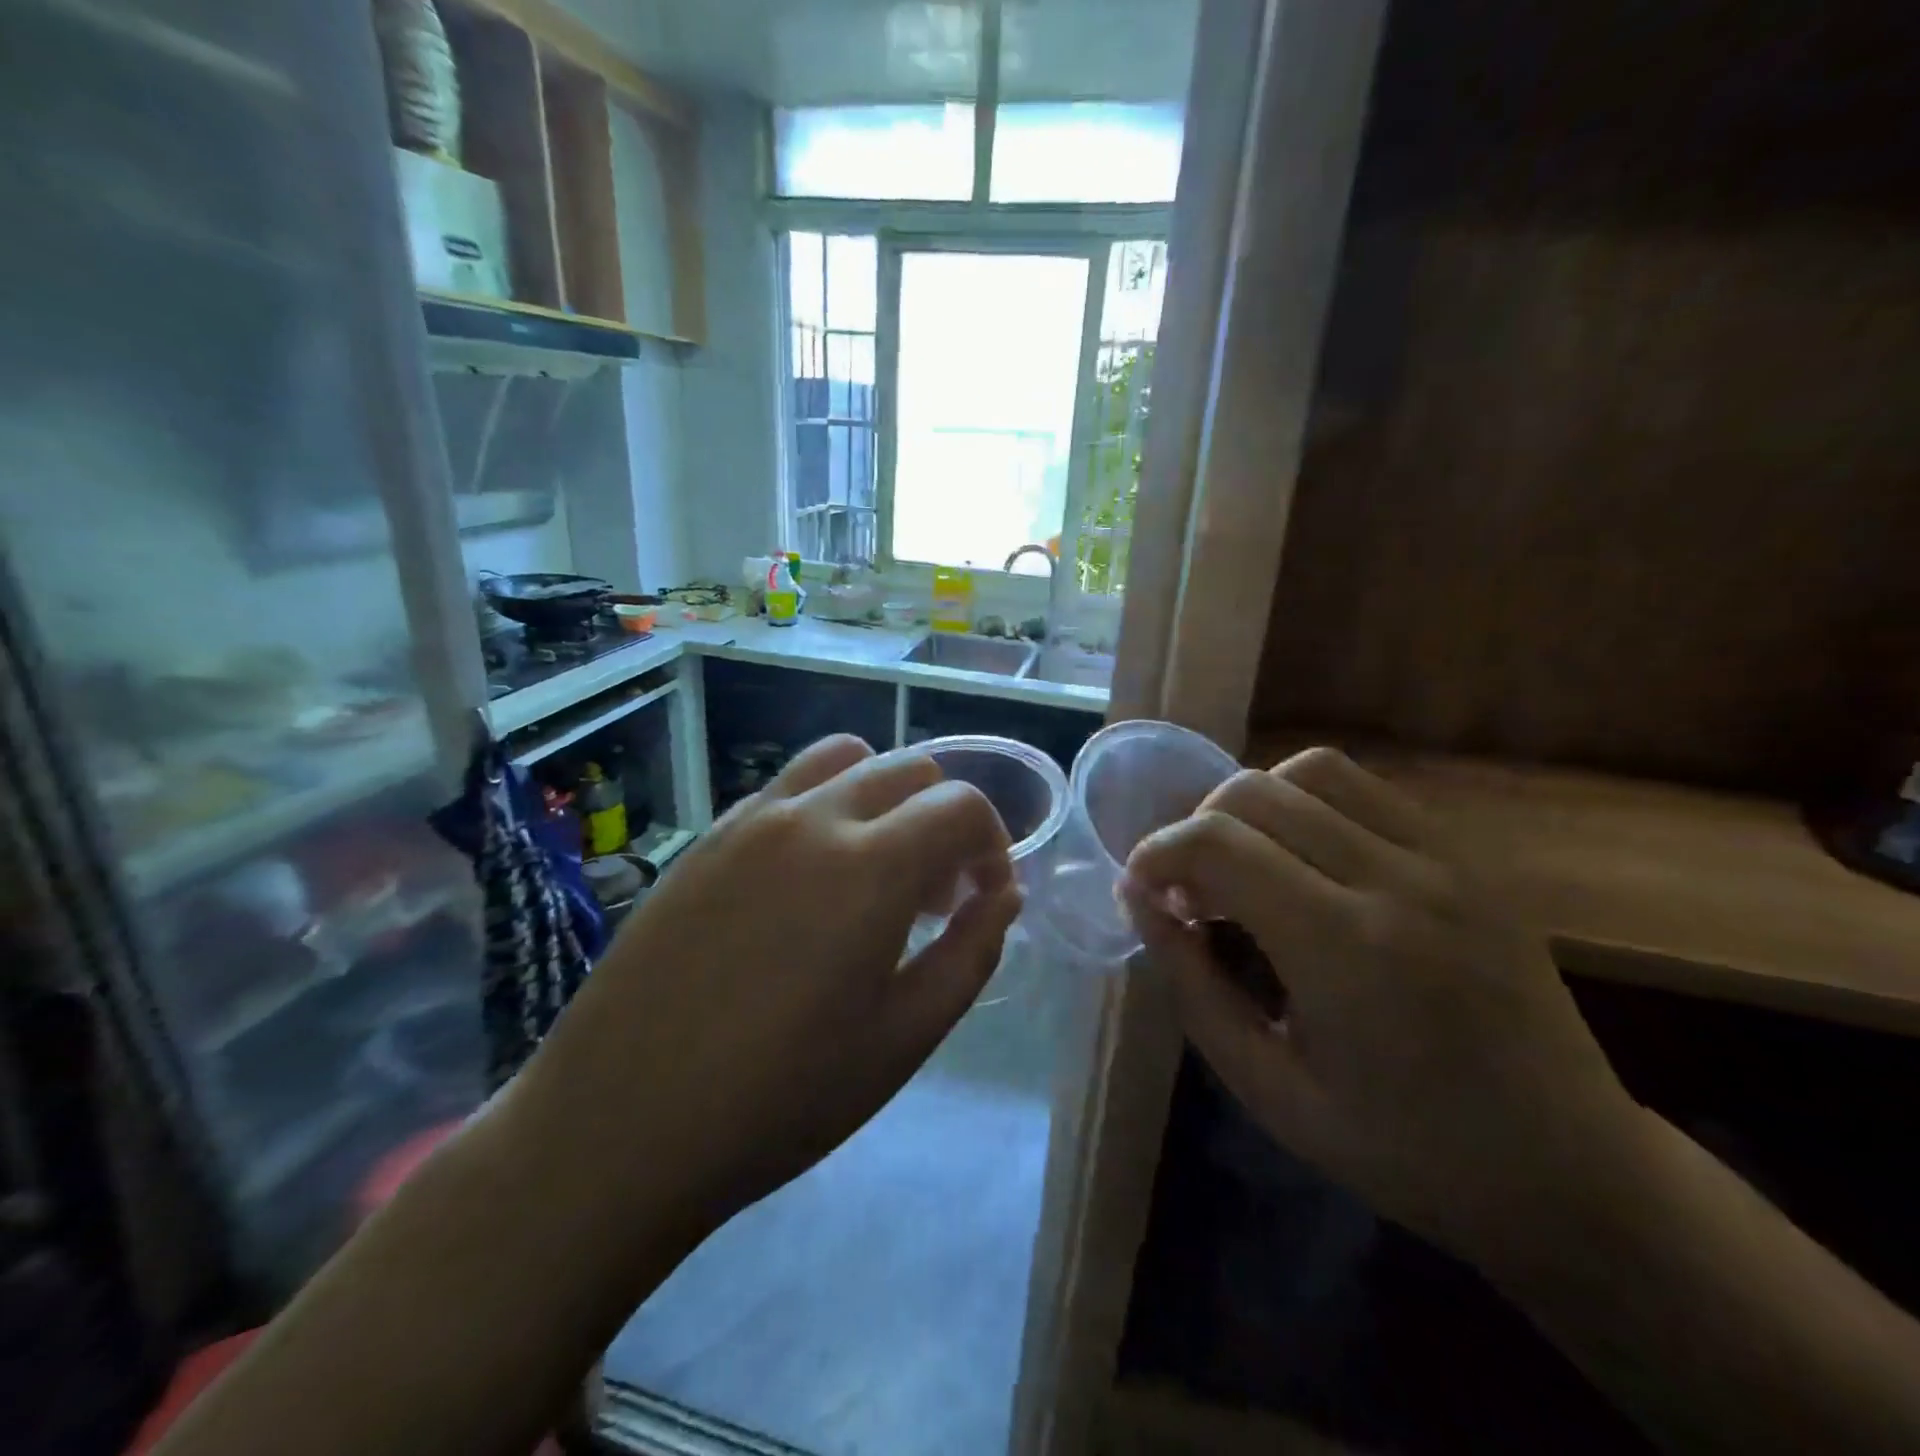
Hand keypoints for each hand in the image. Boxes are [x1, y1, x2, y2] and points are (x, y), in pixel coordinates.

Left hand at [516, 734, 1020, 1230]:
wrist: (618, 1126)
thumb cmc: (780, 1097)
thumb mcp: (905, 1039)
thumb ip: (971, 953)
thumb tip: (1002, 895)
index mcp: (869, 864)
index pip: (961, 805)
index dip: (992, 844)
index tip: (985, 899)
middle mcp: (811, 816)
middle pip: (909, 768)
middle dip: (943, 819)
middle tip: (936, 896)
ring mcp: (750, 819)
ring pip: (844, 759)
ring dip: (883, 797)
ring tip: (874, 870)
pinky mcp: (706, 836)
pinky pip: (786, 789)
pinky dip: (824, 807)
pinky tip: (805, 882)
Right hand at [1122, 747, 1646, 1263]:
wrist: (1567, 1170)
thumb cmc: (1403, 1148)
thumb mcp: (1267, 1088)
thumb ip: (1192, 984)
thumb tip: (1141, 901)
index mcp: (1345, 950)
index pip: (1217, 844)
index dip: (1156, 854)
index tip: (1141, 892)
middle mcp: (1396, 880)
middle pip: (1254, 793)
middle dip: (1195, 830)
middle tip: (1191, 893)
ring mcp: (1444, 859)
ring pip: (1310, 771)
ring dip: (1252, 807)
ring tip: (1245, 867)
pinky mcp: (1468, 856)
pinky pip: (1364, 789)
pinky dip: (1308, 804)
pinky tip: (1304, 861)